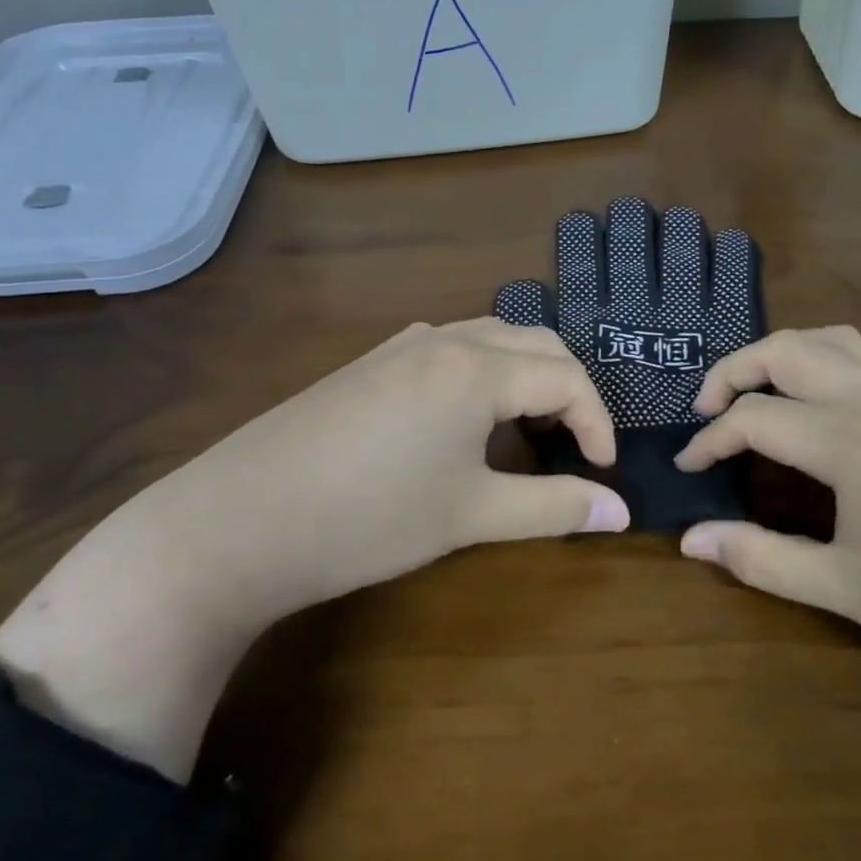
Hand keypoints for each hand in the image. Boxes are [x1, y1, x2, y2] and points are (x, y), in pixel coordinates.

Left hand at [131, 316, 628, 624]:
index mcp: (477, 368)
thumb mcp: (471, 515)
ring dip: (525, 373)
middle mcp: (443, 340)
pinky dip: (483, 372)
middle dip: (569, 388)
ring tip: (530, 427)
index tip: (603, 471)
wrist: (238, 522)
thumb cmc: (370, 519)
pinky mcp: (369, 363)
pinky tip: (465, 418)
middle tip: (576, 443)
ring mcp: (400, 346)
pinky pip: (448, 348)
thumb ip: (554, 508)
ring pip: (489, 338)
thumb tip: (622, 513)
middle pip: (535, 342)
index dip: (597, 423)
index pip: (567, 377)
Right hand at [676, 328, 860, 860]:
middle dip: (734, 370)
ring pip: (840, 340)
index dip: (709, 441)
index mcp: (853, 441)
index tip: (687, 468)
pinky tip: (848, 382)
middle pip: (788, 352)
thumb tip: (691, 540)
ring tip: (762, 385)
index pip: (755, 419)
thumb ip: (761, 557)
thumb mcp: (848, 589)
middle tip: (706, 408)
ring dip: (788, 351)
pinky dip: (853, 355)